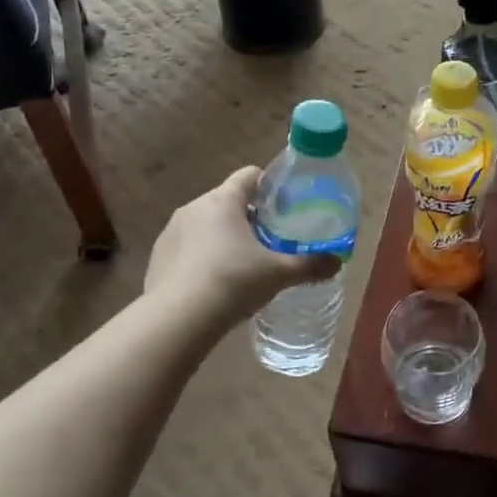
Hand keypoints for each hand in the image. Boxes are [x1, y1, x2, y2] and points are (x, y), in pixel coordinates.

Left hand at [145, 167, 338, 322]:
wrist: (178, 319)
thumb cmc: (233, 282)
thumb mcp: (279, 274)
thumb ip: (310, 265)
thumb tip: (338, 262)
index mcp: (223, 200)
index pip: (249, 176)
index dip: (270, 186)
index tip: (285, 205)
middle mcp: (194, 207)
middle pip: (228, 202)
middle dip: (249, 218)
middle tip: (271, 242)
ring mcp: (171, 232)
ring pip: (205, 225)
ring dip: (224, 238)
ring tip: (243, 266)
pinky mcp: (158, 257)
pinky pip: (187, 248)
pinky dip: (202, 258)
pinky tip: (214, 285)